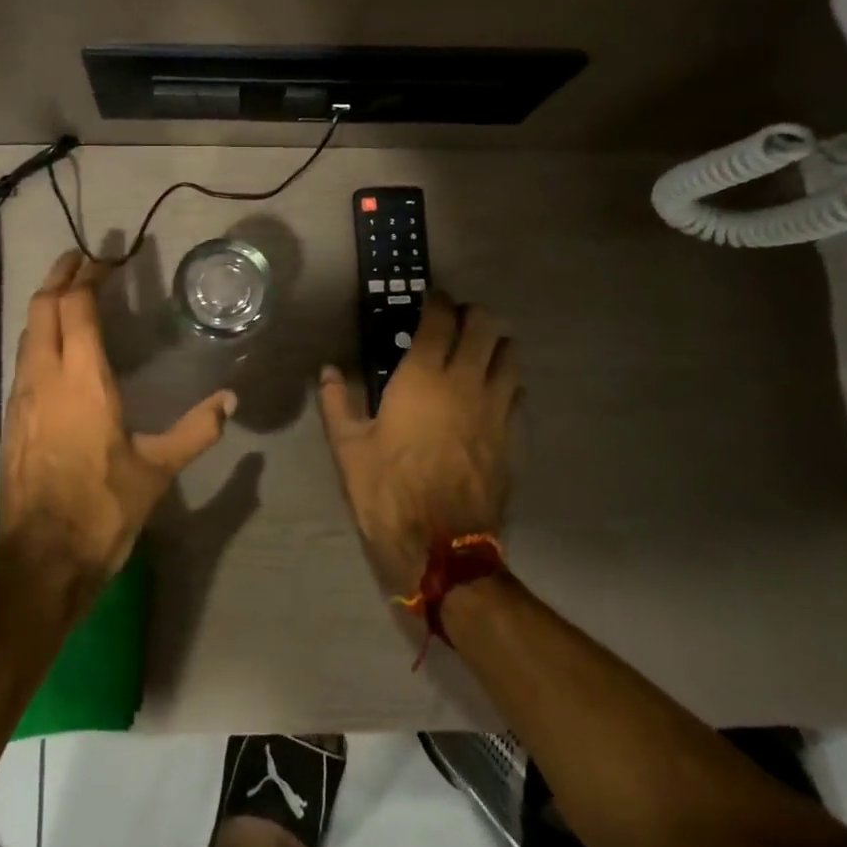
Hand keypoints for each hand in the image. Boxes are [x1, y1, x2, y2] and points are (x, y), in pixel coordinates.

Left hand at [0, 251, 234, 608]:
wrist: (40, 562)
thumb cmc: (102, 509)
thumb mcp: (157, 470)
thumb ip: (196, 431)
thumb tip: (230, 400)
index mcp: (82, 381)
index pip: (75, 309)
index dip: (86, 277)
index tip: (102, 259)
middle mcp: (44, 378)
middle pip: (42, 309)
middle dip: (59, 277)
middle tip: (78, 259)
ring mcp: (20, 399)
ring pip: (27, 334)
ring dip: (45, 306)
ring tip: (66, 295)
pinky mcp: (10, 420)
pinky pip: (22, 361)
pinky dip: (38, 337)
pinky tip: (54, 350)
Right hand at [317, 293, 518, 594]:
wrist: (442, 546)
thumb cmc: (388, 490)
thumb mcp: (349, 447)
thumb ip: (337, 402)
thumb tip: (328, 370)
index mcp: (423, 377)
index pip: (440, 320)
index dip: (439, 302)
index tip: (432, 299)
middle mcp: (466, 382)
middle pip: (485, 327)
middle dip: (473, 314)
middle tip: (457, 320)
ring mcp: (496, 408)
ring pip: (510, 355)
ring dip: (496, 343)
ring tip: (479, 349)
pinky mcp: (513, 436)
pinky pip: (518, 392)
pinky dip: (507, 381)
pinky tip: (494, 391)